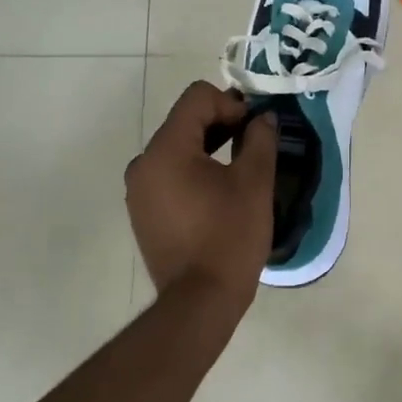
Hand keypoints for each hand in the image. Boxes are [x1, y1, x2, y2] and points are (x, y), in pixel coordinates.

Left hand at [125, 81, 277, 315]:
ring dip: (208, 148)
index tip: (255, 129)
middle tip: (254, 144)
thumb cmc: (229, 237)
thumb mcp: (254, 183)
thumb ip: (260, 139)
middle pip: (185, 121)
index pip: (197, 98)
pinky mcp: (142, 210)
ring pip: (177, 147)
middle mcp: (143, 162)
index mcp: (166, 149)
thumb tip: (263, 117)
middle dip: (221, 124)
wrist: (199, 303)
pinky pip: (169, 173)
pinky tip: (217, 194)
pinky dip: (193, 171)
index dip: (231, 104)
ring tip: (239, 168)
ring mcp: (138, 189)